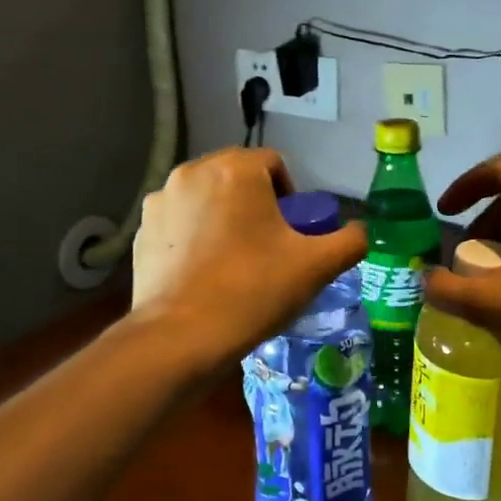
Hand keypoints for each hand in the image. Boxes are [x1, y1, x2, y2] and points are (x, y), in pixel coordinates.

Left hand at [131, 148, 366, 373]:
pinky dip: (193, 237)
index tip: (292, 232)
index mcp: (236, 170)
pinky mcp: (141, 232)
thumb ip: (349, 241)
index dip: (290, 195)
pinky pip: (178, 223)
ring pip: (204, 198)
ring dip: (222, 217)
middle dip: (254, 203)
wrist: (182, 336)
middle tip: (267, 246)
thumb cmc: (254, 290)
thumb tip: (358, 232)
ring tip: (233, 261)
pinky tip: (202, 273)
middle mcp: (192, 172)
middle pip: (236, 177)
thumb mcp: (316, 266)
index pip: (273, 164)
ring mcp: (161, 201)